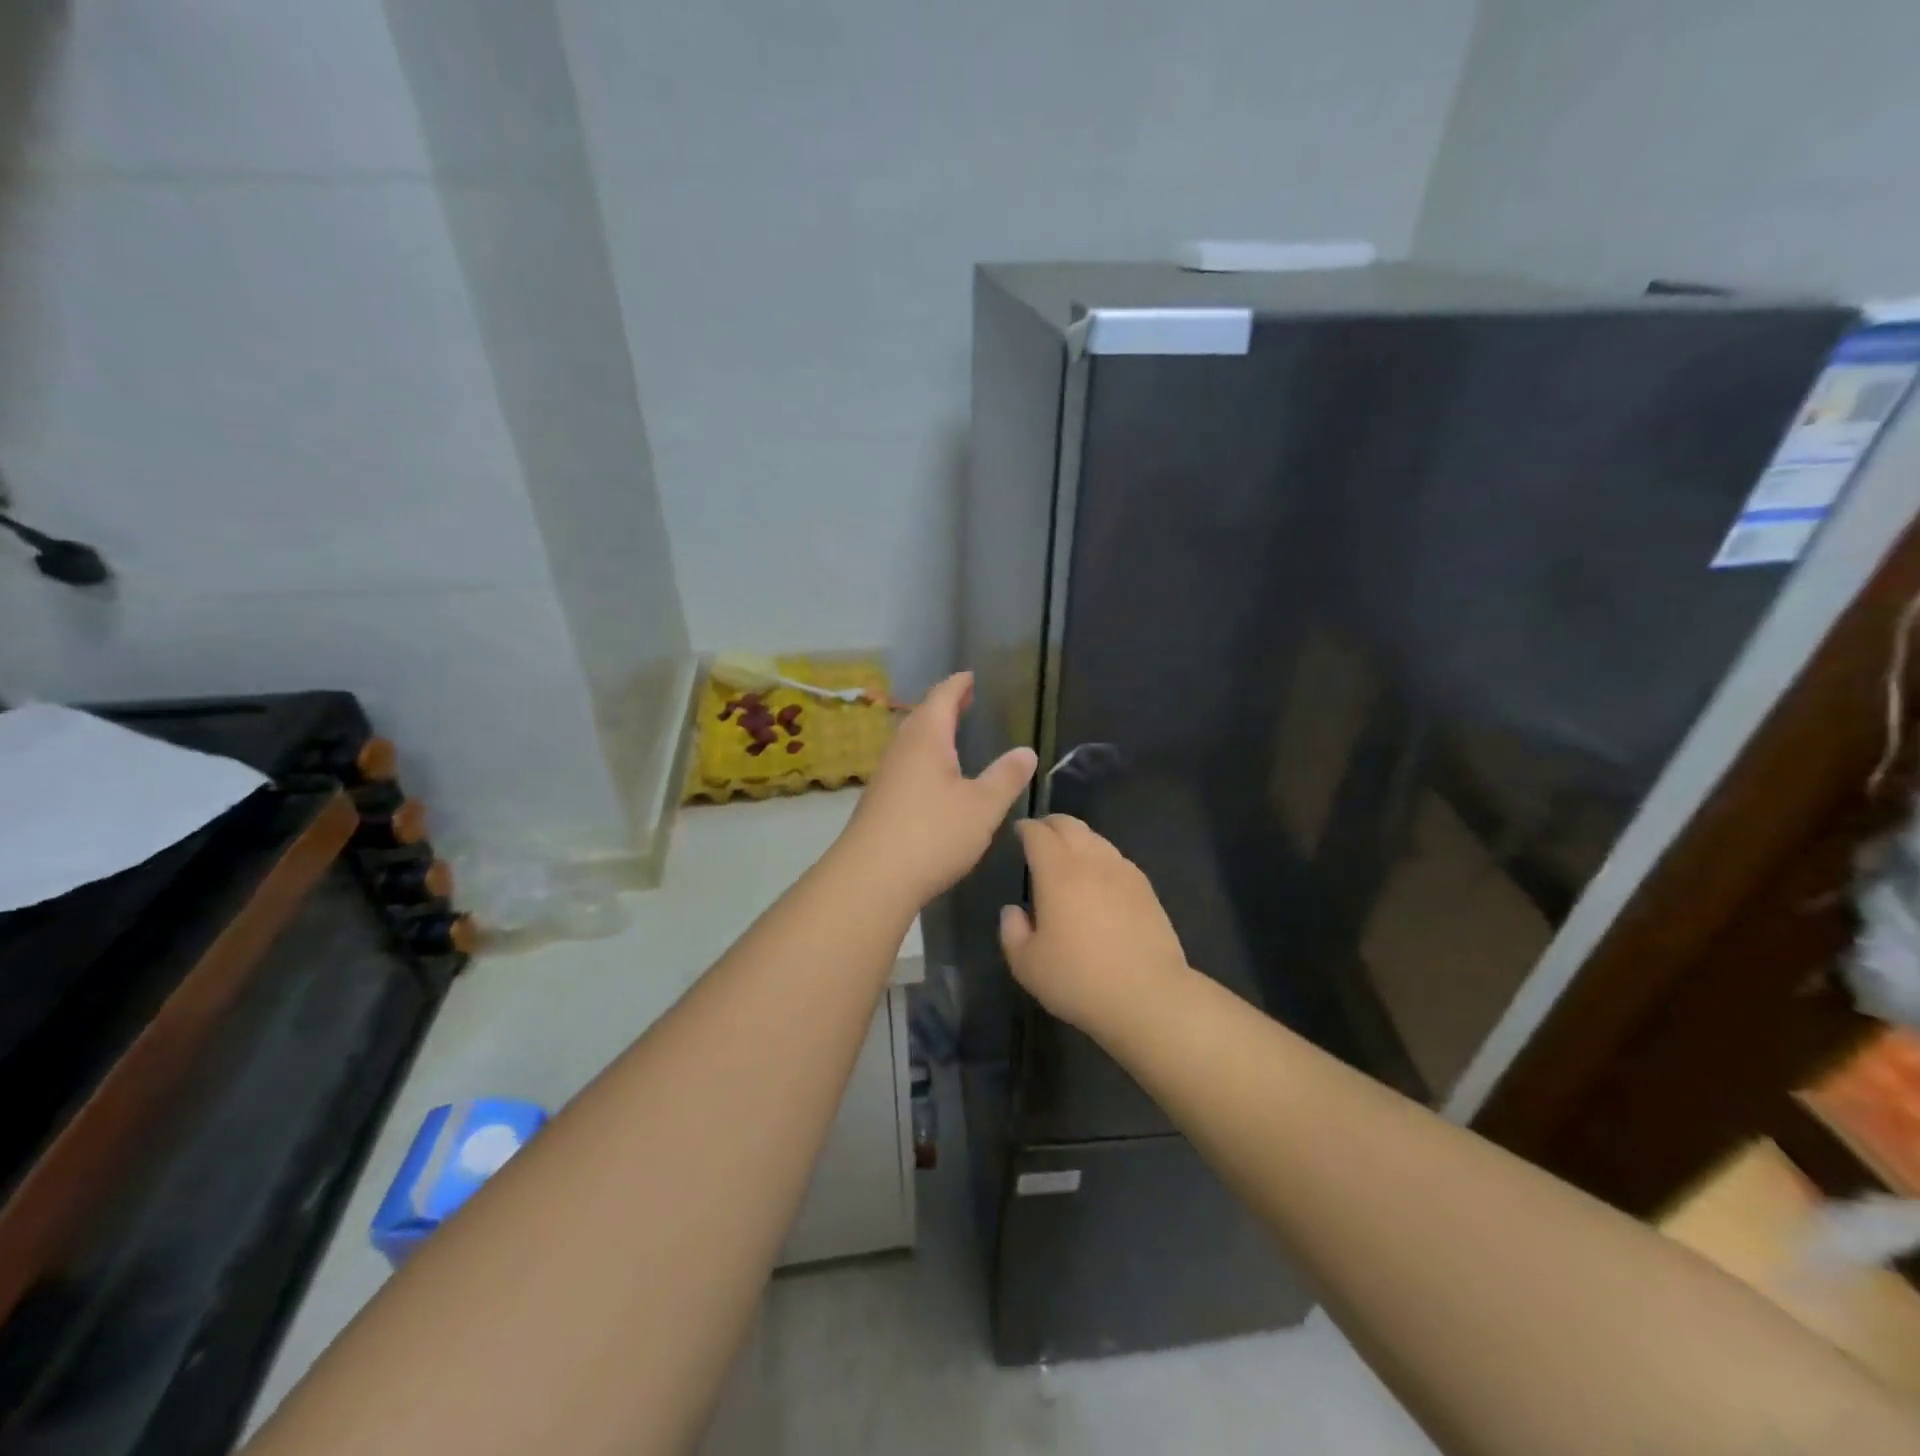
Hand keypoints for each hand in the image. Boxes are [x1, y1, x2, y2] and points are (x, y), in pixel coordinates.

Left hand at [840, 672, 1036, 904]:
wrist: (872, 878)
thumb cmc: (933, 833)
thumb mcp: (983, 806)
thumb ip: (1006, 777)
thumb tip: (1026, 751)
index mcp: (926, 739)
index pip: (942, 698)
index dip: (957, 685)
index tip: (969, 676)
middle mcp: (901, 750)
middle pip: (922, 717)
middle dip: (944, 706)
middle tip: (964, 700)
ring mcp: (886, 776)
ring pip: (911, 743)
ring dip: (932, 733)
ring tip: (952, 735)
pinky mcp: (879, 802)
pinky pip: (906, 766)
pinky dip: (923, 759)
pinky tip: (933, 779)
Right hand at [999, 815, 1189, 1032]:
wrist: (1148, 996)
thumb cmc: (1079, 979)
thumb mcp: (1027, 965)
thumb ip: (1012, 932)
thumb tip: (1014, 910)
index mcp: (1057, 873)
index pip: (1038, 835)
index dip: (1025, 828)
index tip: (1018, 832)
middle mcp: (1091, 862)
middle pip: (1070, 826)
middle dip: (1051, 824)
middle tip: (1040, 834)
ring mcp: (1123, 872)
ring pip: (1097, 839)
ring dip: (1078, 838)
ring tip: (1069, 853)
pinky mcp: (1146, 889)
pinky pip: (1117, 858)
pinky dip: (1101, 856)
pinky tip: (1099, 876)